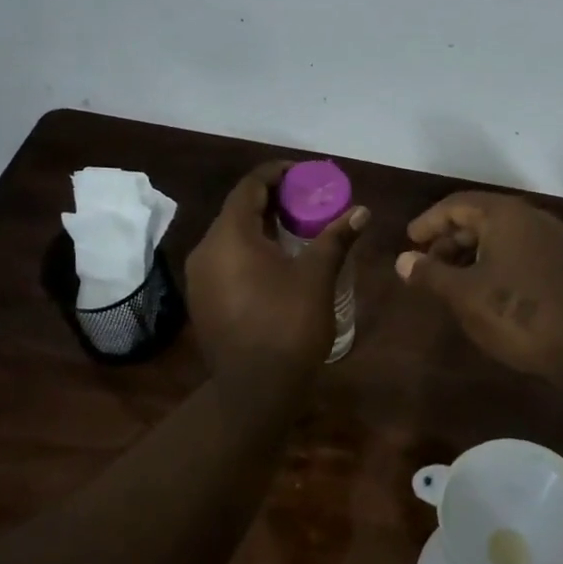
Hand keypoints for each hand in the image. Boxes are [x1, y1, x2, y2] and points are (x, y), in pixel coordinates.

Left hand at [185, 161, 367, 387]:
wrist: (256, 391)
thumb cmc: (288, 325)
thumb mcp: (317, 277)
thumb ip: (336, 238)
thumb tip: (362, 211)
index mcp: (229, 237)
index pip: (249, 188)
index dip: (275, 174)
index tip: (303, 173)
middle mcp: (206, 251)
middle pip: (238, 210)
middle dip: (272, 199)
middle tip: (306, 199)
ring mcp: (200, 278)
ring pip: (231, 236)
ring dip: (261, 225)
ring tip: (297, 226)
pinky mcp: (203, 300)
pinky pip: (226, 259)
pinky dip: (250, 249)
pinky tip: (277, 261)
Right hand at [395, 192, 562, 380]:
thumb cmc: (519, 314)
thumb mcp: (465, 295)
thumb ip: (431, 274)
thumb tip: (402, 260)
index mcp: (506, 214)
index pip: (457, 204)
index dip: (429, 222)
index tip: (409, 240)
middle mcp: (532, 217)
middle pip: (482, 216)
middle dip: (450, 239)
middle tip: (427, 264)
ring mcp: (555, 239)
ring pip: (503, 236)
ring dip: (473, 253)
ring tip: (452, 281)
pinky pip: (522, 251)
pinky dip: (497, 262)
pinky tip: (489, 289)